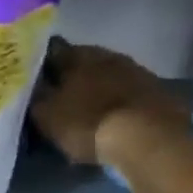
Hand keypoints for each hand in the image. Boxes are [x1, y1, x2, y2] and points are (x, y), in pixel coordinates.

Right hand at [30, 39, 192, 166]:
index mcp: (78, 56)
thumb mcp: (47, 115)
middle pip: (84, 61)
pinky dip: (122, 102)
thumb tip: (32, 85)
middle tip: (62, 96)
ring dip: (100, 88)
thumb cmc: (88, 124)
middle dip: (73, 76)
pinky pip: (132, 93)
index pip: (53, 51)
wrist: (148, 141)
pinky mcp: (160, 92)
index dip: (42, 64)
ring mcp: (138, 71)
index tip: (36, 78)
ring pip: (110, 75)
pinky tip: (118, 119)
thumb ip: (36, 97)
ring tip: (90, 109)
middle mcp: (109, 55)